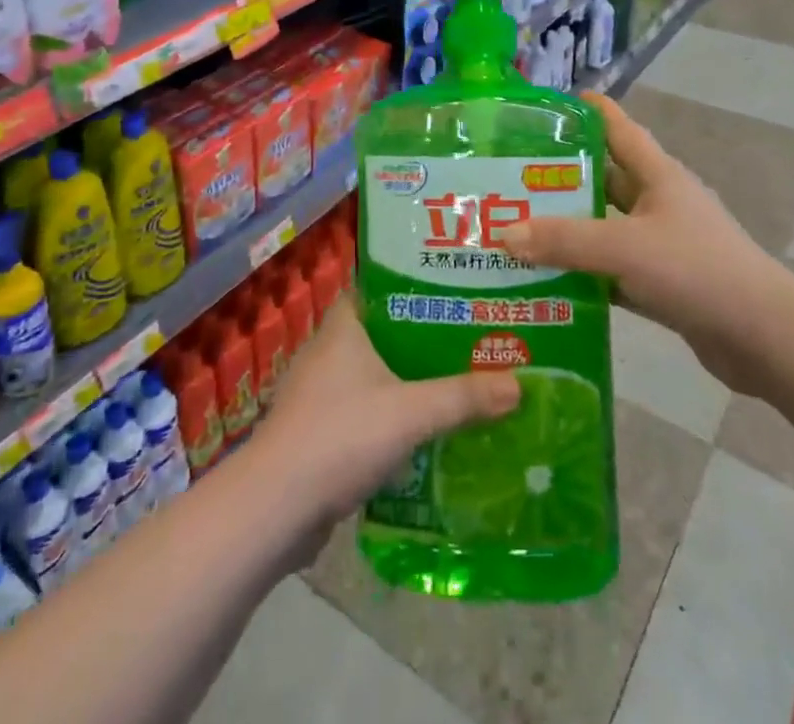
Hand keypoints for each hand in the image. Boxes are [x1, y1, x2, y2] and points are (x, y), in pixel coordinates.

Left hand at [247, 297, 520, 534]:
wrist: (275, 509)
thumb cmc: (340, 436)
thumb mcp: (411, 412)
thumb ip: (463, 397)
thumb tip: (519, 384)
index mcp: (343, 327)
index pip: (378, 287)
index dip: (412, 284)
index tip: (452, 289)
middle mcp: (327, 351)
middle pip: (382, 331)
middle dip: (422, 337)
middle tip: (469, 337)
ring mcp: (318, 393)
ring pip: (373, 374)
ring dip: (407, 379)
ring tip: (456, 381)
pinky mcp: (317, 432)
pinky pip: (363, 410)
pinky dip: (391, 414)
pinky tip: (423, 430)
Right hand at [504, 92, 793, 396]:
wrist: (764, 337)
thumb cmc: (697, 270)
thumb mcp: (625, 248)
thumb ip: (564, 240)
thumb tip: (502, 233)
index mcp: (658, 176)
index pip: (618, 129)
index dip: (588, 111)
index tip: (548, 104)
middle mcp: (659, 203)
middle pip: (604, 179)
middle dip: (561, 176)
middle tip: (510, 176)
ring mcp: (663, 245)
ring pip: (605, 228)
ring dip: (569, 229)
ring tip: (517, 227)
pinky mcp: (663, 284)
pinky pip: (612, 271)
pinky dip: (584, 273)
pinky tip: (547, 280)